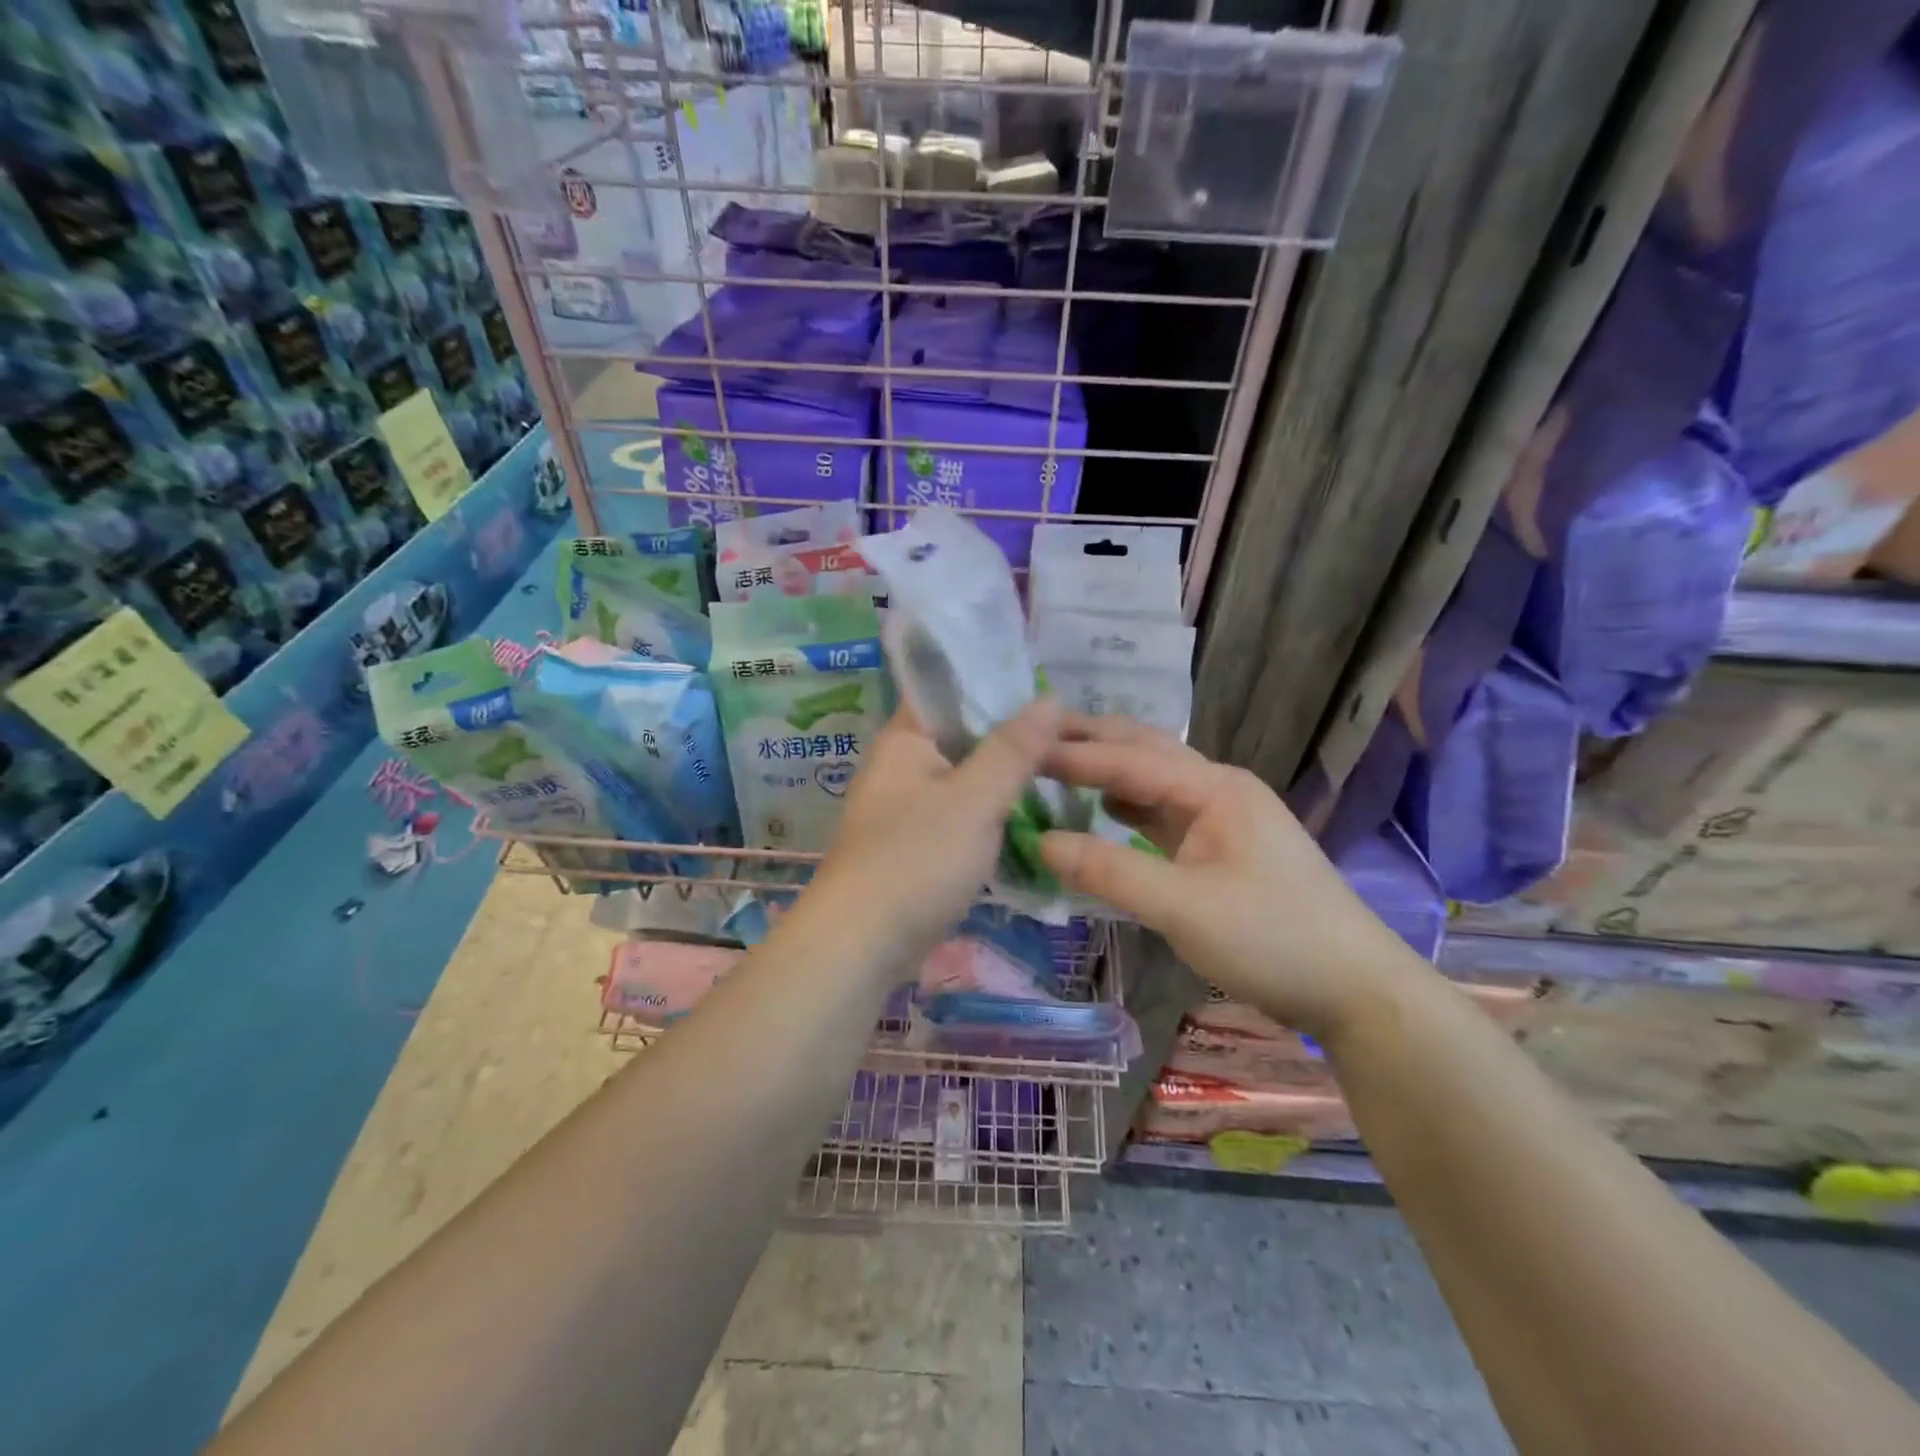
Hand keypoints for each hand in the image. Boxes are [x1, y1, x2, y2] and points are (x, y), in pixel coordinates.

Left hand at [806, 700, 1060, 972]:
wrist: (862, 947)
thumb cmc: (916, 861)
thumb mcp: (974, 800)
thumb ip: (1013, 750)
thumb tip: (1050, 698)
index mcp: (905, 740)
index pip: (949, 690)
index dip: (996, 682)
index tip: (1048, 686)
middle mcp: (903, 767)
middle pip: (963, 735)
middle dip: (1012, 733)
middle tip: (1071, 730)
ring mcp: (910, 808)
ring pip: (967, 777)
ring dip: (1007, 775)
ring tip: (1064, 765)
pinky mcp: (920, 846)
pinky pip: (964, 814)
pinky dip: (995, 811)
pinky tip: (1034, 812)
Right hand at [1037, 716, 1428, 1039]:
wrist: (1355, 989)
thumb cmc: (1272, 939)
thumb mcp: (1183, 907)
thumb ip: (1110, 870)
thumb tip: (1040, 841)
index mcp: (1214, 788)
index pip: (1128, 760)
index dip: (1071, 755)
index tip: (1018, 749)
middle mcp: (1217, 789)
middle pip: (1143, 751)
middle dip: (1090, 741)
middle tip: (1032, 735)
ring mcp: (1221, 818)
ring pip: (1152, 781)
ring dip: (1106, 771)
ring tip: (1055, 765)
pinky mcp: (1220, 849)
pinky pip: (1161, 814)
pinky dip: (1125, 806)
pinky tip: (1101, 811)